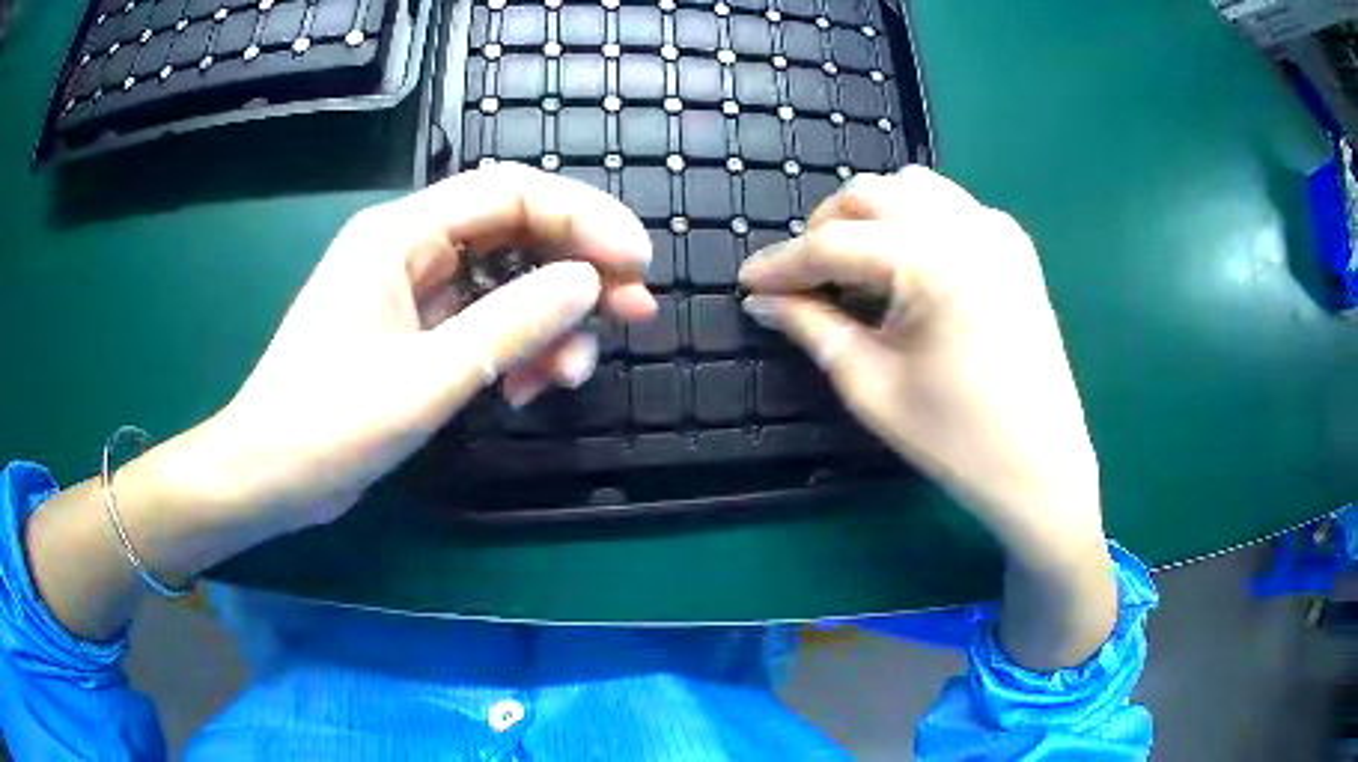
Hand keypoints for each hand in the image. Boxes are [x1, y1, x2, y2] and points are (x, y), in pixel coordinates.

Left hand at [192, 164, 656, 531]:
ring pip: (504, 283)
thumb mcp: (426, 379)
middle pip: (514, 233)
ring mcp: (411, 292)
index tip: (636, 260)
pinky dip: (514, 351)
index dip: (582, 217)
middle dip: (578, 270)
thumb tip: (589, 283)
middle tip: (635, 312)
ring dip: (549, 322)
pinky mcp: (413, 333)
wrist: (267, 477)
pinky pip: (482, 323)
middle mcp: (408, 249)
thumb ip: (511, 325)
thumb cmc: (328, 426)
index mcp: (399, 236)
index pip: (509, 194)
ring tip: (570, 375)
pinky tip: (526, 390)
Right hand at [739, 167, 1103, 566]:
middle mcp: (965, 226)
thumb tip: (763, 300)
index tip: (746, 283)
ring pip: (910, 187)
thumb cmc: (957, 440)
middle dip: (824, 230)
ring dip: (869, 216)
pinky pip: (950, 205)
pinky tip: (908, 266)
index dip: (782, 263)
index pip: (833, 243)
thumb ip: (813, 328)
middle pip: (869, 195)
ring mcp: (995, 229)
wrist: (1042, 468)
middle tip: (803, 281)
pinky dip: (914, 220)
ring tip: (854, 268)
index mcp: (930, 261)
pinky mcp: (1013, 245)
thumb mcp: (872, 386)